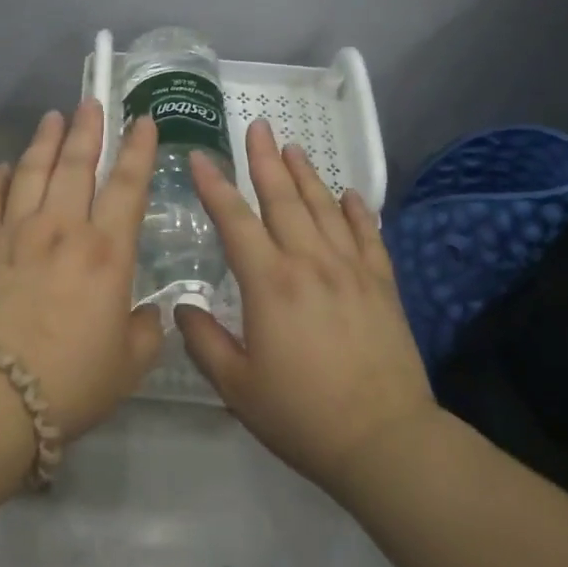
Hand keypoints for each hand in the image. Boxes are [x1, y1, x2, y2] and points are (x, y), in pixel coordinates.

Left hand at [0, 100, 165, 437]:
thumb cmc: (70, 381)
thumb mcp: (128, 366)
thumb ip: (145, 333)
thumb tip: (149, 314)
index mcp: (105, 252)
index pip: (127, 186)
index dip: (138, 150)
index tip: (142, 120)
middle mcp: (61, 229)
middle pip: (76, 165)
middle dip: (87, 129)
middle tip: (91, 101)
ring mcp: (15, 234)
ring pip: (31, 172)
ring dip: (44, 141)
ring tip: (53, 117)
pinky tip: (1, 168)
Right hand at [179, 119, 437, 496]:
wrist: (385, 441)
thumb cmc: (302, 415)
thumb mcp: (237, 387)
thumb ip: (204, 341)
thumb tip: (182, 307)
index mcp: (269, 283)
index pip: (235, 220)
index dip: (214, 185)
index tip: (199, 156)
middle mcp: (309, 263)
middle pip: (283, 199)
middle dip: (265, 159)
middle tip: (257, 125)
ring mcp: (350, 270)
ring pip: (325, 208)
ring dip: (307, 175)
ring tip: (293, 147)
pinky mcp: (381, 285)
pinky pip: (368, 236)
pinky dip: (358, 211)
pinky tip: (351, 194)